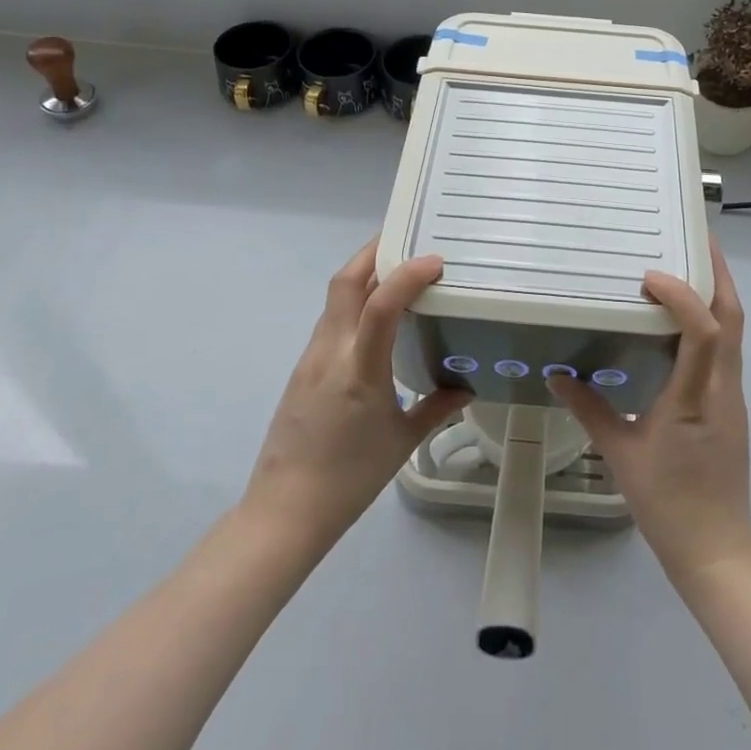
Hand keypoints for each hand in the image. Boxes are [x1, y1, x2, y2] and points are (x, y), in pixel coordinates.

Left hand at [241, 239, 470, 555]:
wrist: (284, 511)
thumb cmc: (350, 478)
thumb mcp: (401, 441)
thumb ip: (437, 408)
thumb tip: (466, 387)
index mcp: (359, 370)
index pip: (380, 305)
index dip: (407, 275)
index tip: (435, 261)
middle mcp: (331, 352)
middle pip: (345, 282)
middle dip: (374, 252)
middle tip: (407, 239)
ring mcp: (311, 358)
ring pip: (335, 298)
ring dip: (363, 274)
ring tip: (397, 272)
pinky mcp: (302, 368)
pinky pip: (330, 320)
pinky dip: (353, 302)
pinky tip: (374, 318)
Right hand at [549, 237, 750, 587]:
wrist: (716, 552)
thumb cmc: (668, 503)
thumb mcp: (621, 454)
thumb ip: (590, 409)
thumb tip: (558, 374)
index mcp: (697, 397)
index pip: (705, 332)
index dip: (683, 295)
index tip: (650, 275)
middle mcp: (723, 388)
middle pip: (734, 318)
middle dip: (719, 274)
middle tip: (696, 239)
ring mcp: (732, 396)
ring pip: (736, 332)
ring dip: (717, 294)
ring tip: (688, 267)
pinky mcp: (730, 406)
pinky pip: (727, 350)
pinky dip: (712, 322)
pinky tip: (684, 321)